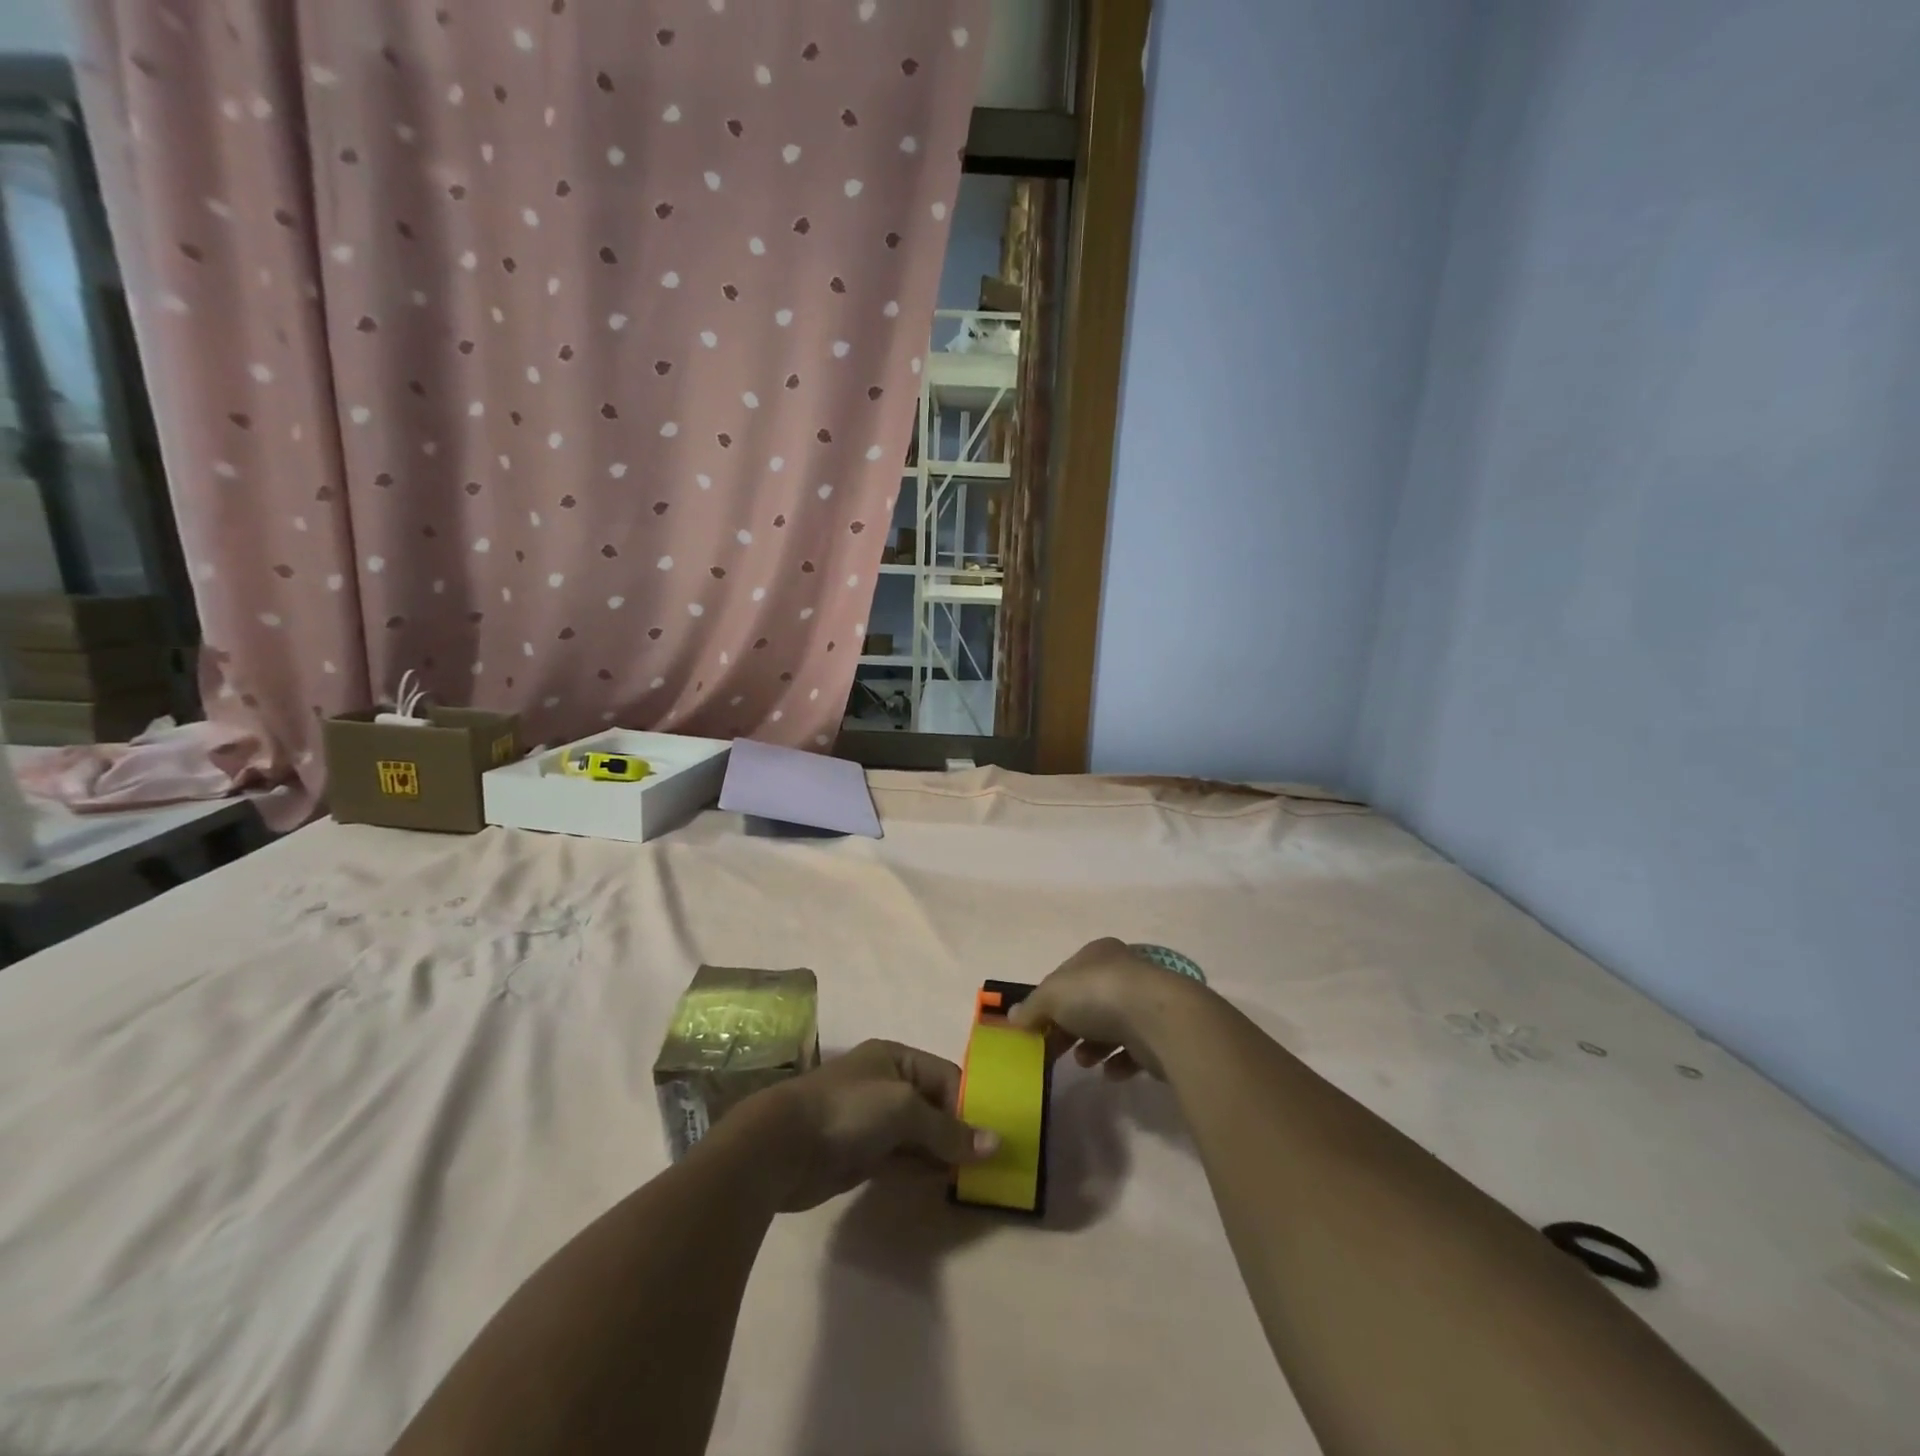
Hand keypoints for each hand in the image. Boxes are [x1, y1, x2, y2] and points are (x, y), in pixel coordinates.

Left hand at [745, 1040, 999, 1212]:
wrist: (783, 1146)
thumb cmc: (848, 1110)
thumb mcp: (904, 1109)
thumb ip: (948, 1129)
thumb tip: (995, 1144)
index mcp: (897, 1058)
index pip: (947, 1076)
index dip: (971, 1103)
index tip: (995, 1136)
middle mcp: (887, 1084)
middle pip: (935, 1105)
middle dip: (960, 1130)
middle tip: (992, 1160)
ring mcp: (874, 1121)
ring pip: (920, 1135)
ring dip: (943, 1153)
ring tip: (976, 1176)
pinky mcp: (862, 1154)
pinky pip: (903, 1158)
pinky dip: (923, 1168)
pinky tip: (945, 1182)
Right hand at [1009, 938, 1206, 1080]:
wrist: (1161, 1021)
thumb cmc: (1100, 996)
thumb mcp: (1052, 995)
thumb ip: (1031, 1007)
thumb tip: (1012, 1018)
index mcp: (1098, 954)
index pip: (1066, 976)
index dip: (1047, 1001)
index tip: (1034, 1028)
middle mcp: (1124, 972)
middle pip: (1087, 1002)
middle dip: (1068, 1027)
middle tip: (1052, 1051)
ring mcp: (1146, 1002)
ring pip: (1111, 1025)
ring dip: (1092, 1045)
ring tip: (1083, 1062)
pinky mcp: (1162, 1033)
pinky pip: (1135, 1049)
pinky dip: (1119, 1061)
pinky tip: (1110, 1073)